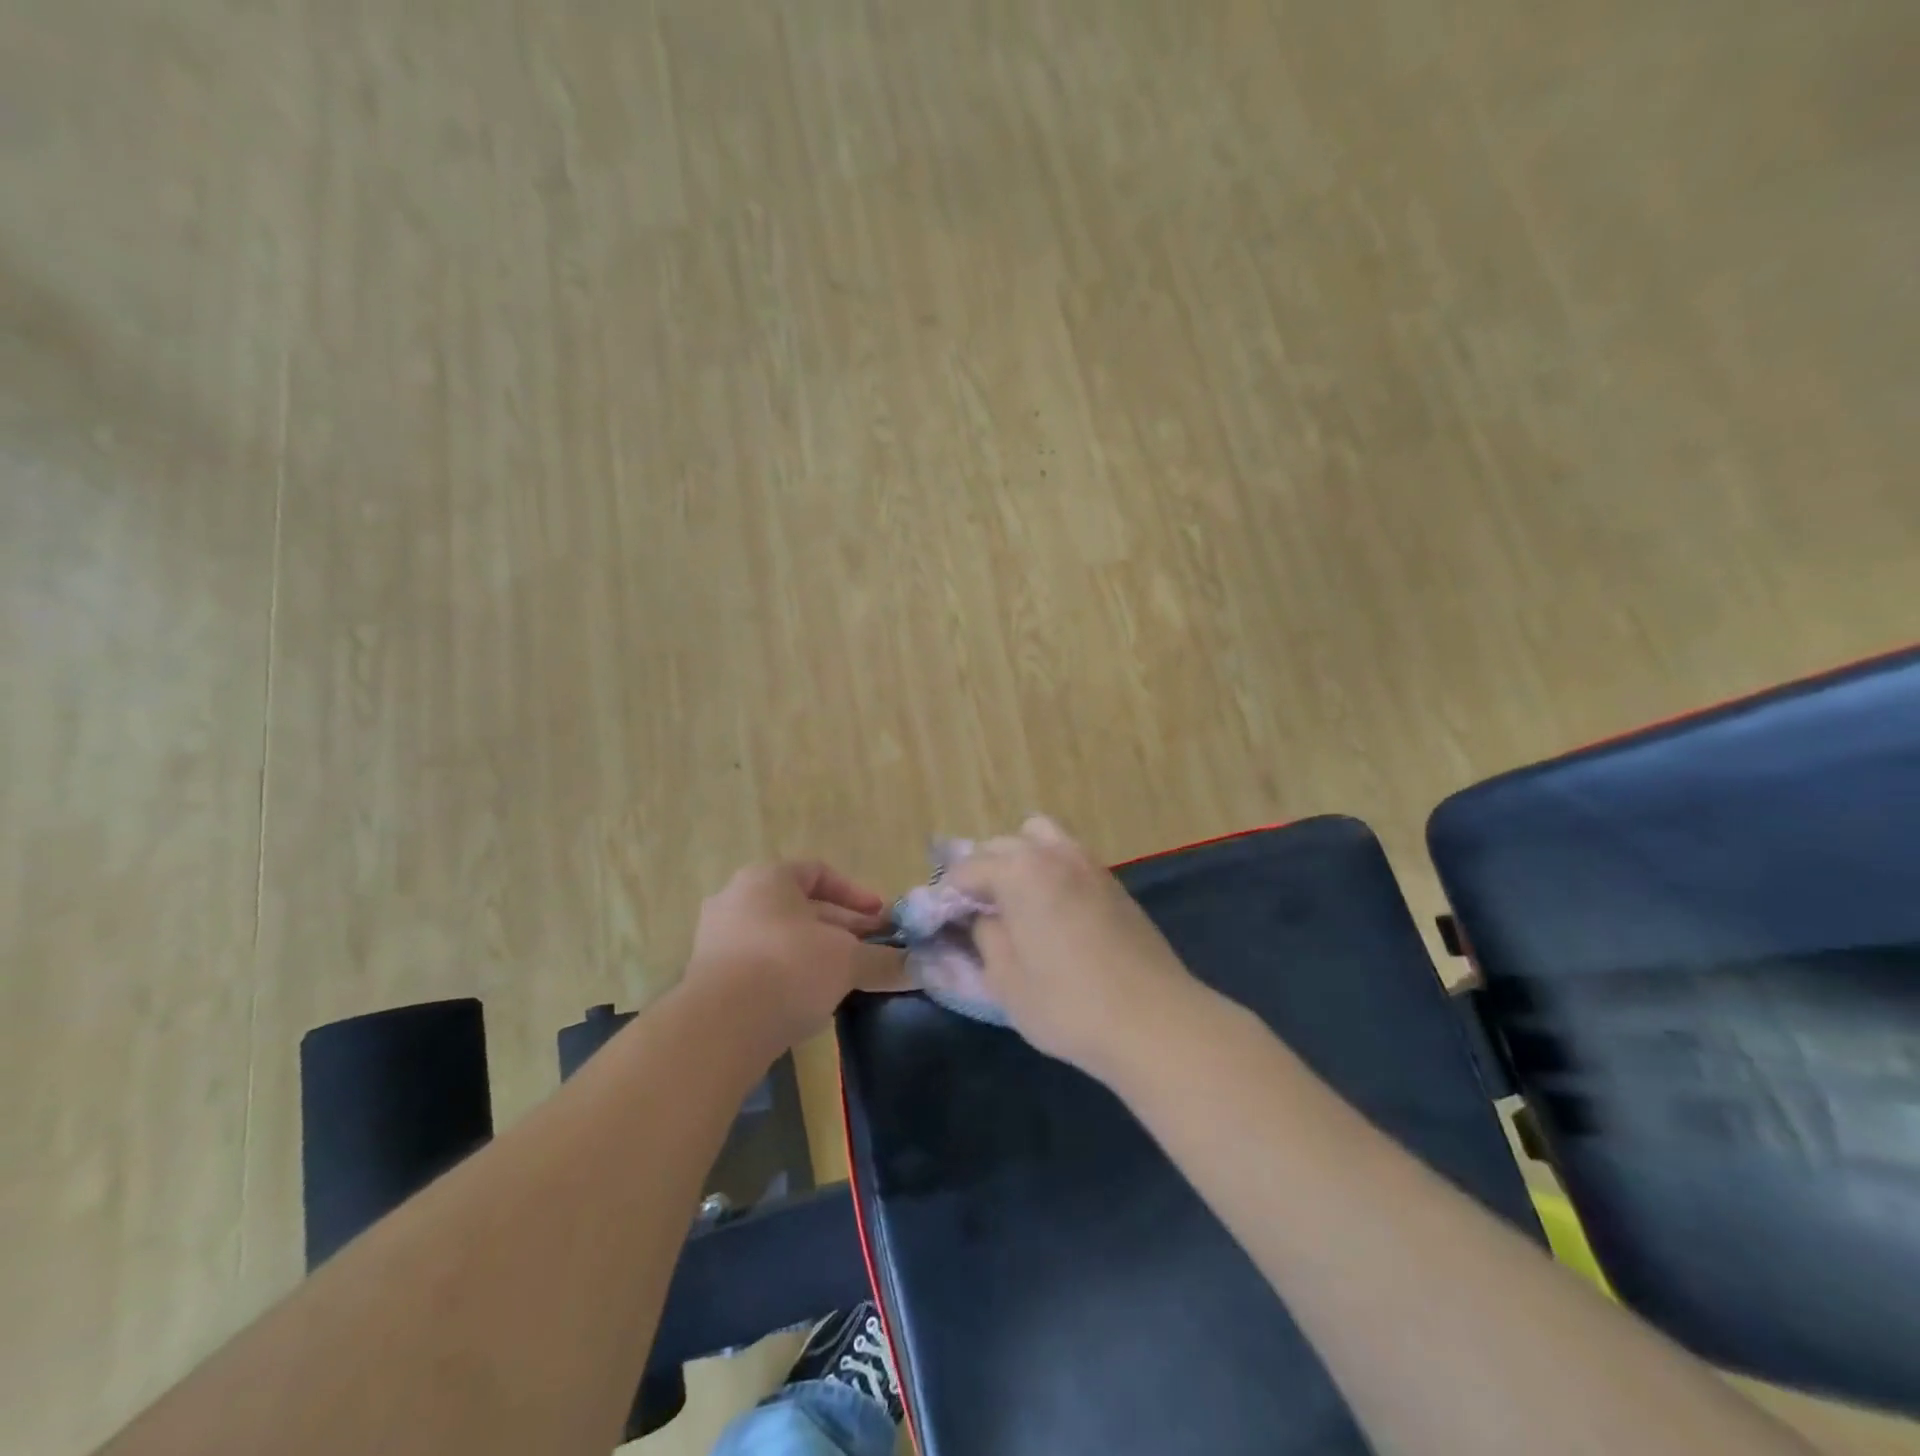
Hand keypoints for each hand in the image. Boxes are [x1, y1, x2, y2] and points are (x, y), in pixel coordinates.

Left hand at [685, 861, 909, 1050]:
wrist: (719, 1028)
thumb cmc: (789, 968)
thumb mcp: (847, 960)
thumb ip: (883, 960)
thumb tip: (920, 968)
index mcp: (768, 879)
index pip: (819, 872)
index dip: (856, 894)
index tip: (882, 918)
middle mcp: (737, 899)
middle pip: (801, 908)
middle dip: (842, 927)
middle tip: (874, 948)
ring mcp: (718, 939)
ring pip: (781, 938)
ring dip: (818, 954)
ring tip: (849, 976)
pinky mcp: (710, 978)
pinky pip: (760, 966)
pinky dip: (790, 975)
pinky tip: (813, 1000)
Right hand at [949, 816, 1199, 1079]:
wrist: (1154, 1021)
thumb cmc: (1068, 1004)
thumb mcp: (1006, 980)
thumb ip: (985, 936)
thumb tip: (981, 917)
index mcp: (1019, 871)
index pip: (967, 869)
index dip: (949, 895)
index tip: (944, 922)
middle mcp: (1053, 853)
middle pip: (1002, 845)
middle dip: (983, 872)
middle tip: (978, 913)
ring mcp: (1088, 863)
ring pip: (1040, 838)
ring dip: (1020, 860)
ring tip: (1017, 902)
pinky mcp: (1113, 881)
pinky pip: (1068, 857)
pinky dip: (1050, 870)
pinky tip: (1052, 911)